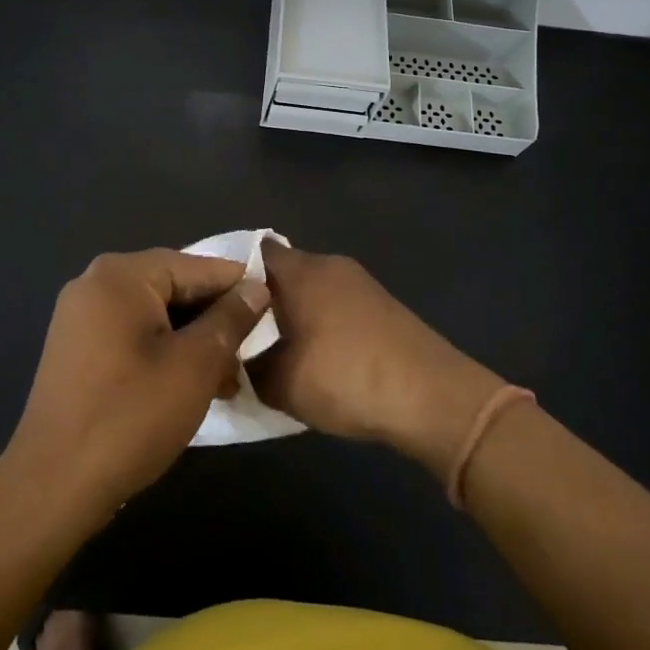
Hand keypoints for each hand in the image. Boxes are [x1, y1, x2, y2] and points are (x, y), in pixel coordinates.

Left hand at [3, 249, 270, 514]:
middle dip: (215, 320)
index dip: (239, 288)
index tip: (275, 311)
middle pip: (174, 288)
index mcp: (121, 274)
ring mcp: (80, 317)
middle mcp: (96, 283)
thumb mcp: (195, 365)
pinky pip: (132, 336)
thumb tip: (256, 288)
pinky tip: (190, 386)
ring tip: (227, 380)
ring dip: (193, 342)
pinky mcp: (76, 350)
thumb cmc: (131, 417)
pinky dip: (164, 353)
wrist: (52, 487)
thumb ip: (230, 319)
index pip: (196, 267)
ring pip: (155, 316)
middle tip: (250, 354)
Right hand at [250, 242, 504, 481]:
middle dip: (263, 300)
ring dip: (294, 314)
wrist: (432, 396)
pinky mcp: (381, 305)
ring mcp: (360, 283)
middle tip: (242, 334)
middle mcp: (330, 265)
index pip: (255, 253)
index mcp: (301, 271)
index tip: (217, 304)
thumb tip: (236, 360)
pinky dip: (322, 324)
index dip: (233, 275)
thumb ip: (248, 368)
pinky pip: (336, 305)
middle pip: (284, 272)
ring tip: (277, 351)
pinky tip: (318, 359)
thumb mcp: (282, 383)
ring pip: (312, 290)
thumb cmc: (346, 378)